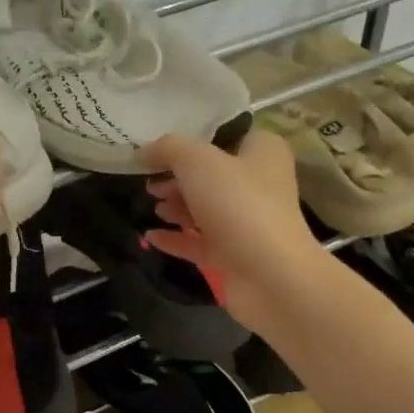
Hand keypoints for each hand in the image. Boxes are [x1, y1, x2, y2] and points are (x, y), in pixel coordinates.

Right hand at [141, 130, 334, 327]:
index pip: (224, 137)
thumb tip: (143, 151)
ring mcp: (246, 223)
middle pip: (210, 175)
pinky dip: (175, 238)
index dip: (191, 140)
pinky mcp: (233, 255)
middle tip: (148, 181)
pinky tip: (150, 236)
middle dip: (177, 177)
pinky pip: (198, 242)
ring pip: (205, 209)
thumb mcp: (198, 161)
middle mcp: (258, 184)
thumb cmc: (238, 204)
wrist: (269, 276)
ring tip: (152, 206)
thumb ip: (168, 149)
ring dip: (176, 207)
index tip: (158, 148)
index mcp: (262, 152)